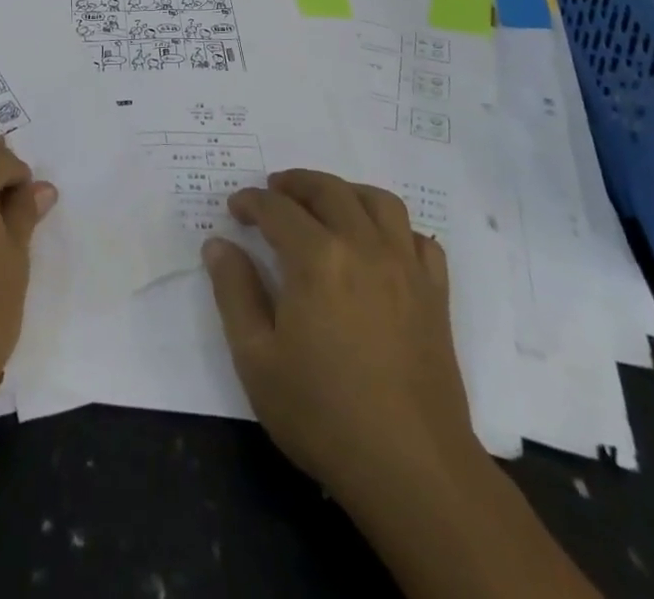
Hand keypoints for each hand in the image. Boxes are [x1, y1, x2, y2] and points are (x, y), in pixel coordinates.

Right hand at [202, 170, 478, 500]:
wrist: (412, 469)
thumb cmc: (324, 414)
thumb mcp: (256, 358)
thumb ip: (234, 292)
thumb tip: (219, 244)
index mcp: (317, 258)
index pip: (277, 209)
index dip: (251, 202)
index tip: (235, 208)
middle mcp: (363, 246)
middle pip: (328, 191)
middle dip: (295, 184)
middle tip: (273, 191)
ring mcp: (406, 268)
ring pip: (378, 202)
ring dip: (346, 192)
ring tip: (325, 204)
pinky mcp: (435, 294)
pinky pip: (419, 239)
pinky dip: (395, 229)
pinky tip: (379, 245)